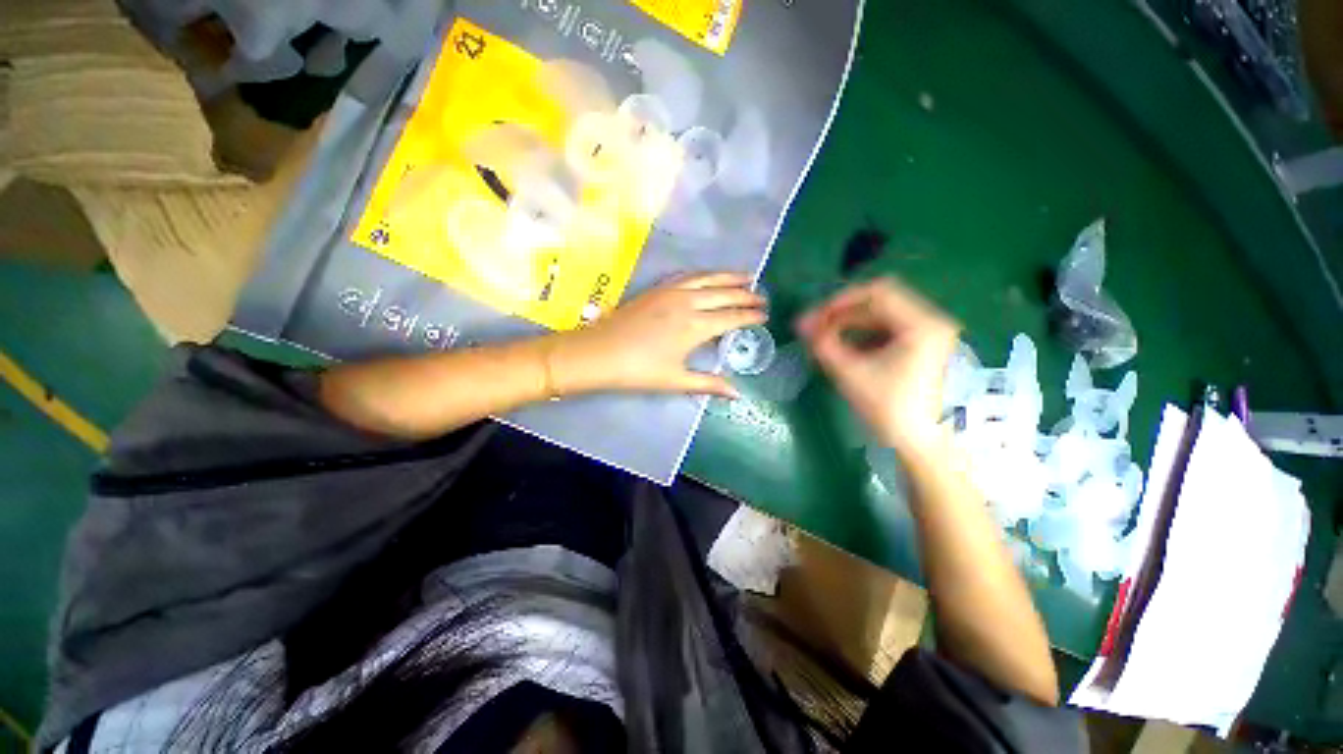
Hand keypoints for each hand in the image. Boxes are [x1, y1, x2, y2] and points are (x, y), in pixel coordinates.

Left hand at [553, 272, 766, 396]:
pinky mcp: (656, 288)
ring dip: (728, 276)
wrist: (598, 353)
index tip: (765, 315)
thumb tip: (737, 395)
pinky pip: (687, 276)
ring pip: (707, 278)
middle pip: (724, 293)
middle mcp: (688, 302)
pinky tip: (707, 276)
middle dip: (746, 293)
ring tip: (746, 275)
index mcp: (695, 326)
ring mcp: (670, 292)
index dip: (750, 316)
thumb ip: (709, 384)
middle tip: (762, 295)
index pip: (732, 317)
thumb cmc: (638, 370)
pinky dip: (703, 274)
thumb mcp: (676, 381)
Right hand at [796, 277, 958, 451]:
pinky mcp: (923, 348)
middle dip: (842, 315)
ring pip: (881, 317)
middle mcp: (931, 321)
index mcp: (921, 323)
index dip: (840, 301)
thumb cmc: (891, 409)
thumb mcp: (852, 374)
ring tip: (826, 341)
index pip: (876, 293)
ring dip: (851, 326)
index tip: (815, 317)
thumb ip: (823, 345)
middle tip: (815, 329)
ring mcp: (929, 335)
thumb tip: (801, 325)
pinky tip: (846, 351)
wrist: (925, 444)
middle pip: (879, 304)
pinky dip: (863, 336)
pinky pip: (887, 331)